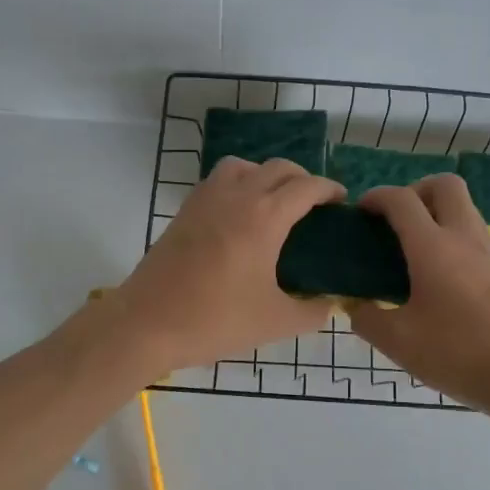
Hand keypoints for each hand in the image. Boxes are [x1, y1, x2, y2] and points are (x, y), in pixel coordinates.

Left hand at [110, 157, 345, 376]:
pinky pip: (218, 180)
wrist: (148, 323)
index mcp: (265, 217)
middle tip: (314, 205)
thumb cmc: (216, 320)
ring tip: (274, 203)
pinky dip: (238, 184)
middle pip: (278, 168)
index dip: (330, 189)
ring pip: (244, 166)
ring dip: (266, 175)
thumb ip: (312, 312)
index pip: (307, 186)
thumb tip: (330, 304)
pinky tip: (239, 216)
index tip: (341, 202)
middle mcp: (238, 196)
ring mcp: (206, 199)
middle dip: (303, 179)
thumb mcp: (275, 322)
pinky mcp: (185, 210)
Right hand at [351, 175, 489, 413]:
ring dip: (437, 215)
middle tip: (396, 222)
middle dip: (415, 191)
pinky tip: (440, 280)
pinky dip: (453, 240)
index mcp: (433, 247)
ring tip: (414, 253)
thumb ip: (367, 319)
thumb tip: (356, 306)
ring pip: (464, 209)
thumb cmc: (458, 353)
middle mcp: (464, 238)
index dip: (376, 197)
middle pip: (444, 185)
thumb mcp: (398, 342)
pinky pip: (474, 237)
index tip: (361, 212)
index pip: (402, 200)